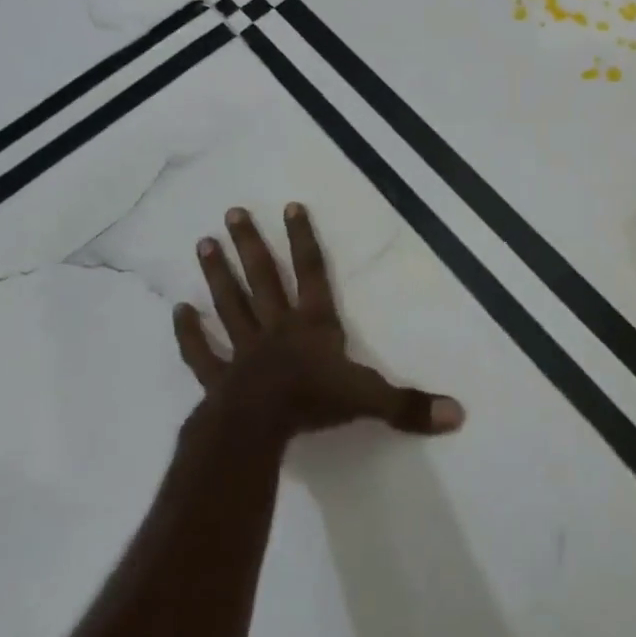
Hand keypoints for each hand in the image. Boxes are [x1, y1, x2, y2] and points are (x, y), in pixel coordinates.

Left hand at [175, 202, 464, 439]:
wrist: (257, 430)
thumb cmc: (314, 404)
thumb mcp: (369, 400)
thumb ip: (410, 405)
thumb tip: (458, 414)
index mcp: (313, 324)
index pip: (311, 272)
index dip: (303, 239)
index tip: (290, 206)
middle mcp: (276, 327)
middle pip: (262, 278)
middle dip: (250, 245)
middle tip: (231, 213)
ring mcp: (244, 350)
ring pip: (230, 305)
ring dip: (217, 275)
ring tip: (202, 244)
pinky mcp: (218, 378)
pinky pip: (201, 353)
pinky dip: (189, 333)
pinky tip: (177, 311)